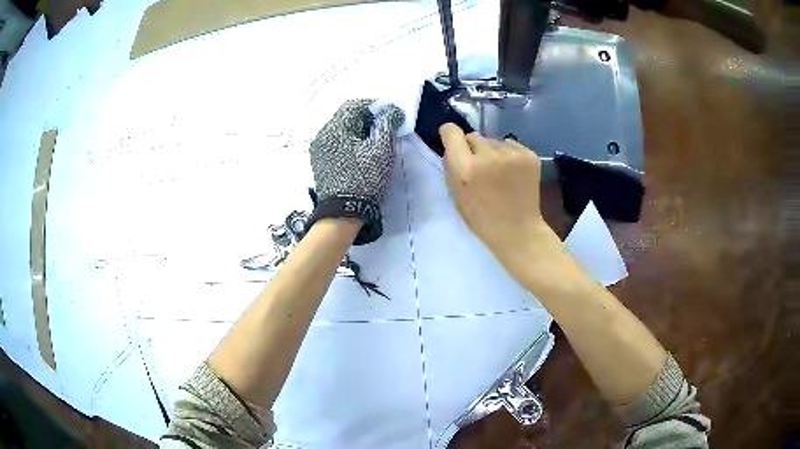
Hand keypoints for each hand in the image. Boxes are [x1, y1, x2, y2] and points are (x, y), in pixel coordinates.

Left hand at [307, 99, 404, 244]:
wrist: (343, 213)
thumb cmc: (364, 179)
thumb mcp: (381, 150)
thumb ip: (386, 125)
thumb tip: (389, 111)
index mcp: (335, 128)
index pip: (353, 105)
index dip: (373, 106)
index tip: (388, 113)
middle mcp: (322, 135)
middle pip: (345, 117)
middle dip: (366, 118)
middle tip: (383, 127)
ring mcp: (318, 149)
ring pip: (340, 130)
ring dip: (357, 130)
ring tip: (373, 140)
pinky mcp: (320, 162)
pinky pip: (336, 143)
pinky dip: (349, 141)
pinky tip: (360, 152)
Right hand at [440, 123, 551, 264]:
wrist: (518, 231)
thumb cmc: (482, 218)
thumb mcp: (456, 196)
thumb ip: (451, 168)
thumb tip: (452, 147)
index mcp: (467, 168)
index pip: (452, 132)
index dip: (450, 135)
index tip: (453, 143)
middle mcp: (489, 155)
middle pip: (474, 136)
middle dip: (473, 149)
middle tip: (480, 169)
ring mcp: (512, 154)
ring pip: (493, 142)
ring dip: (492, 153)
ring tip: (499, 174)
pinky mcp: (530, 155)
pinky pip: (511, 145)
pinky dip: (509, 155)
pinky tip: (513, 174)